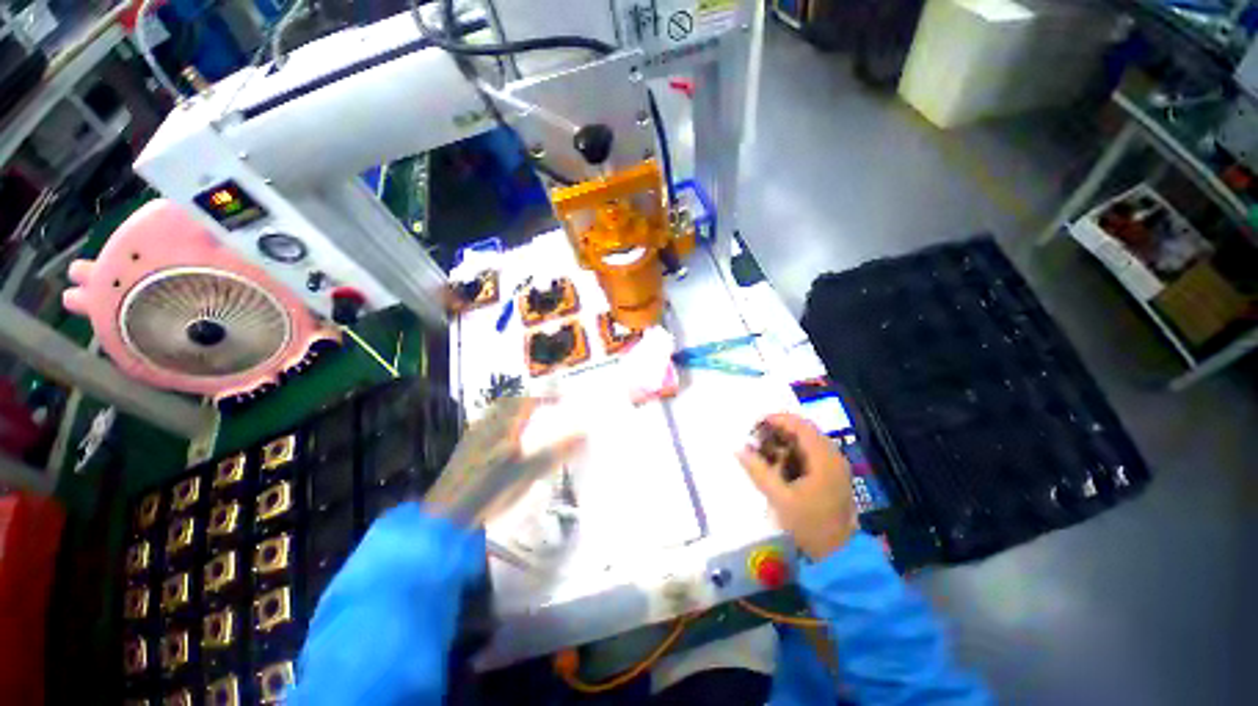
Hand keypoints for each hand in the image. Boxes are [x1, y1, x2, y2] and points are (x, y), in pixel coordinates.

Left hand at [424, 397, 583, 526]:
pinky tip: (505, 448)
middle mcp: (485, 428)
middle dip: (526, 403)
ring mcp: (472, 441)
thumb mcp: (529, 471)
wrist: (446, 518)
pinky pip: (486, 431)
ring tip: (526, 426)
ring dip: (512, 415)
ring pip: (494, 418)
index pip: (525, 402)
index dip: (544, 398)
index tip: (560, 401)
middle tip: (542, 410)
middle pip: (507, 405)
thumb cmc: (490, 490)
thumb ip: (556, 452)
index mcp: (502, 427)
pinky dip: (500, 430)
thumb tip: (585, 435)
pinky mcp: (463, 455)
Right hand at [737, 413, 857, 559]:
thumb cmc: (809, 525)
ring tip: (763, 450)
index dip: (776, 420)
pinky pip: (810, 454)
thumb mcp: (779, 498)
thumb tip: (738, 449)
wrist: (838, 556)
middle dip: (778, 431)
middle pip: (803, 430)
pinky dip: (792, 453)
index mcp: (823, 458)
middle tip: (756, 438)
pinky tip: (778, 463)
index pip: (799, 425)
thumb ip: (758, 471)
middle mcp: (832, 456)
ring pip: (806, 442)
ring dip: (784, 442)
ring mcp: (834, 466)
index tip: (754, 425)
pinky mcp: (831, 476)